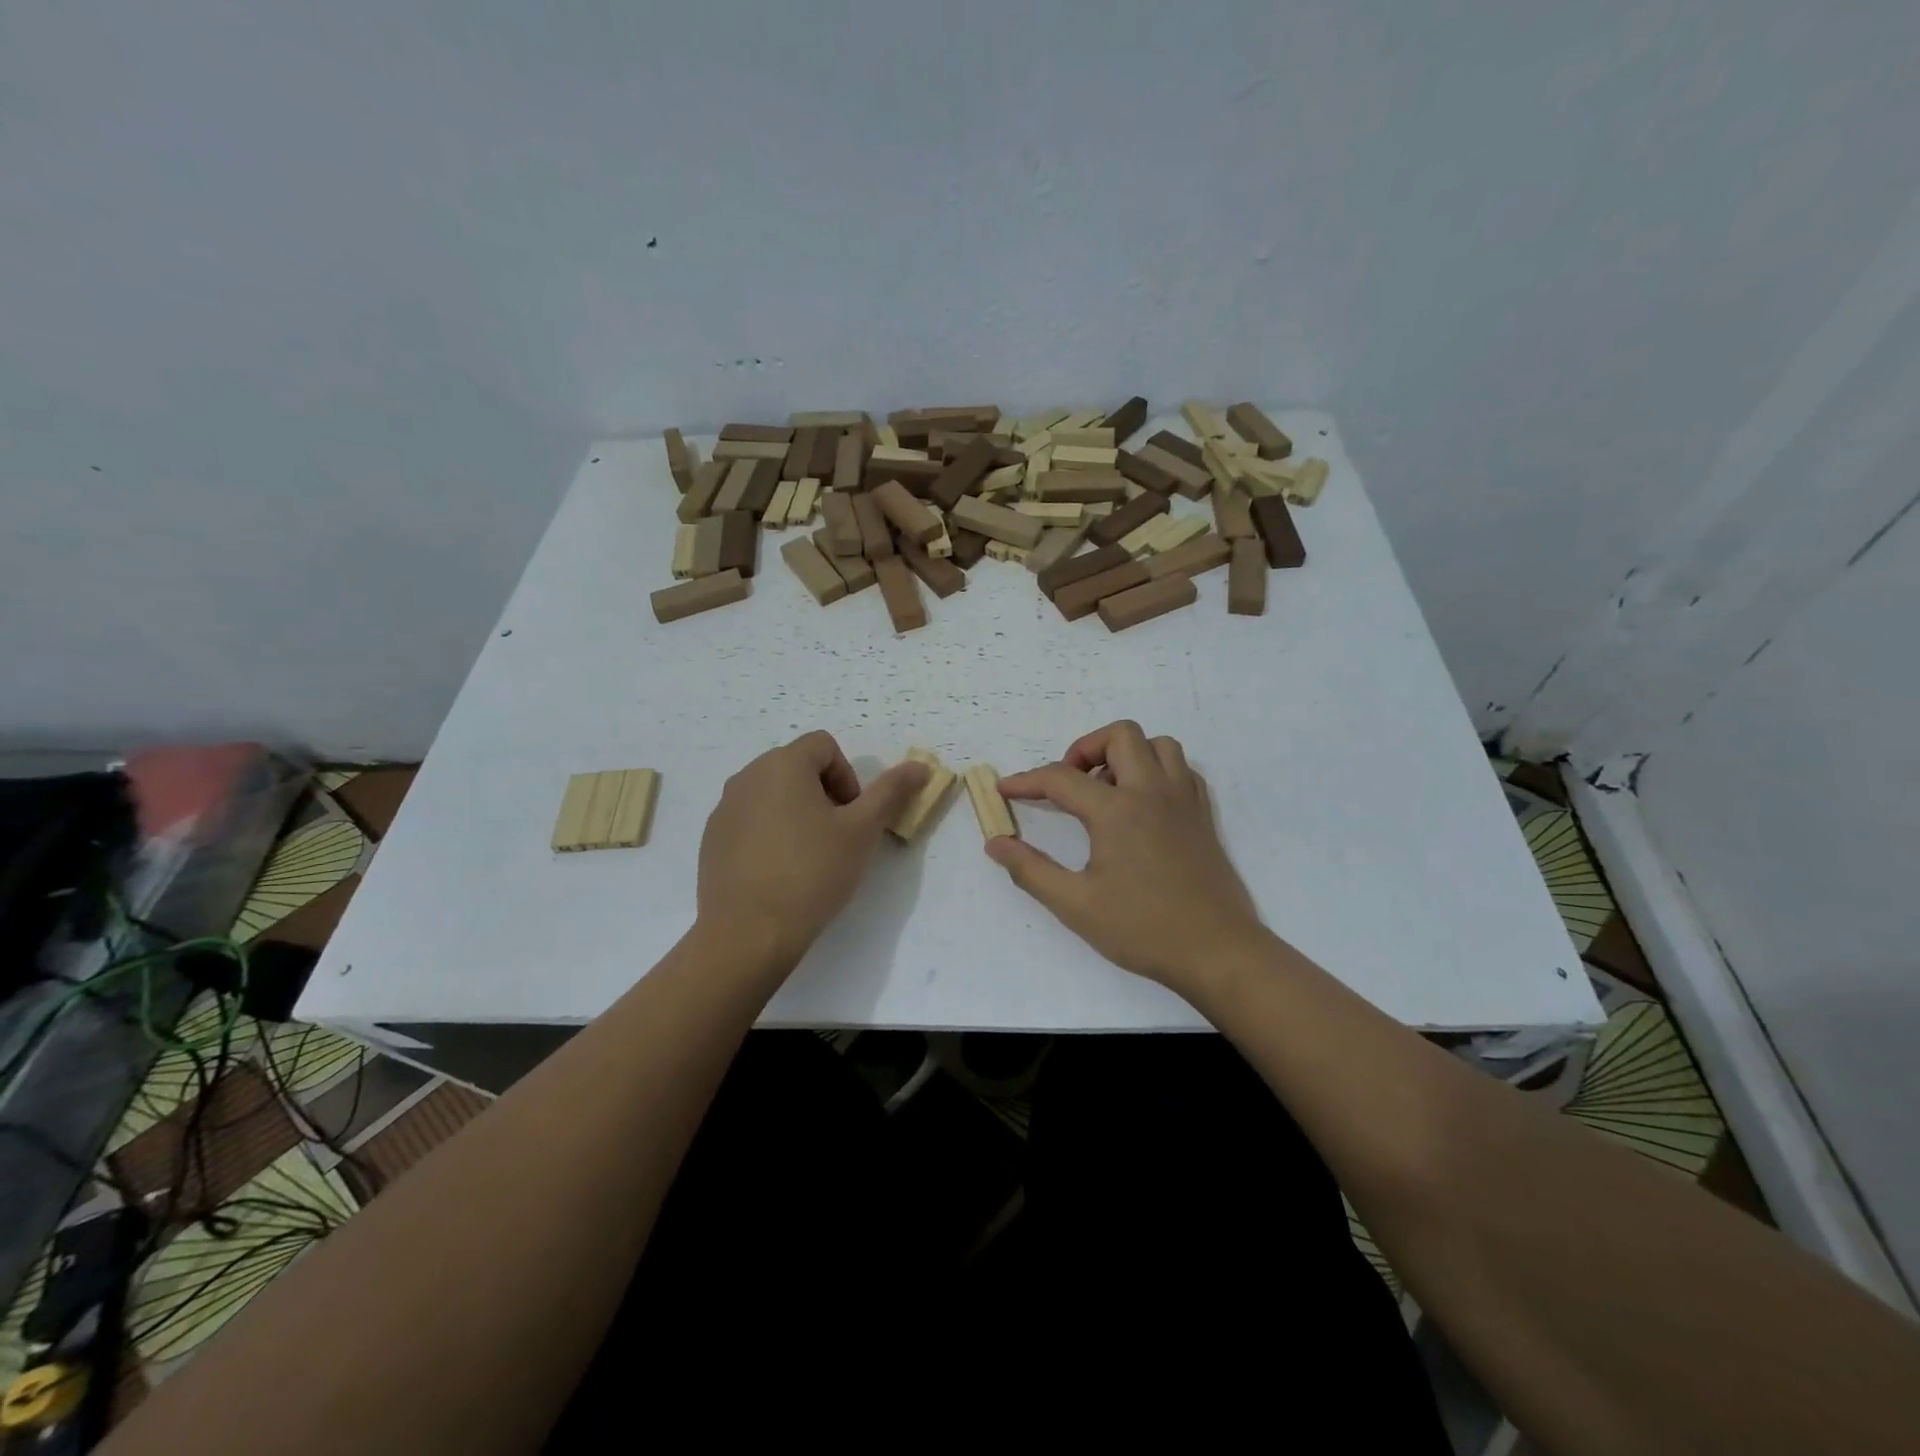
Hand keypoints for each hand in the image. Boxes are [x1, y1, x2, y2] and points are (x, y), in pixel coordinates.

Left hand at [696, 731, 928, 967]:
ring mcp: (725, 808)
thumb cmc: (812, 872)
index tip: (852, 816)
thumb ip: (891, 792)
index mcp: (782, 764)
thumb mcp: (862, 831)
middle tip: (837, 836)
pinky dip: (770, 833)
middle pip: (797, 767)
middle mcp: (748, 776)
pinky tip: (780, 872)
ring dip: (797, 812)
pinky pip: (750, 820)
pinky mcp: (712, 839)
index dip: (847, 776)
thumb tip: (920, 766)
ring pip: (772, 794)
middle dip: (824, 793)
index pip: (824, 746)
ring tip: (809, 856)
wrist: (748, 932)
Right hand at [986, 721, 1266, 995]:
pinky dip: (1157, 771)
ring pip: (1158, 744)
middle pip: (1119, 736)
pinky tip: (1142, 803)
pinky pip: (1182, 769)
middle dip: (1084, 749)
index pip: (1061, 778)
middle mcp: (1152, 792)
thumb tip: (995, 842)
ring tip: (1107, 790)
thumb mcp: (1075, 904)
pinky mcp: (1203, 816)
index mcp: (1116, 811)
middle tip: (1069, 785)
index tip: (1004, 790)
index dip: (1026, 781)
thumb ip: (1030, 869)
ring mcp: (1184, 800)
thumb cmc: (1142, 929)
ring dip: (1126, 754)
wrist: (1218, 951)